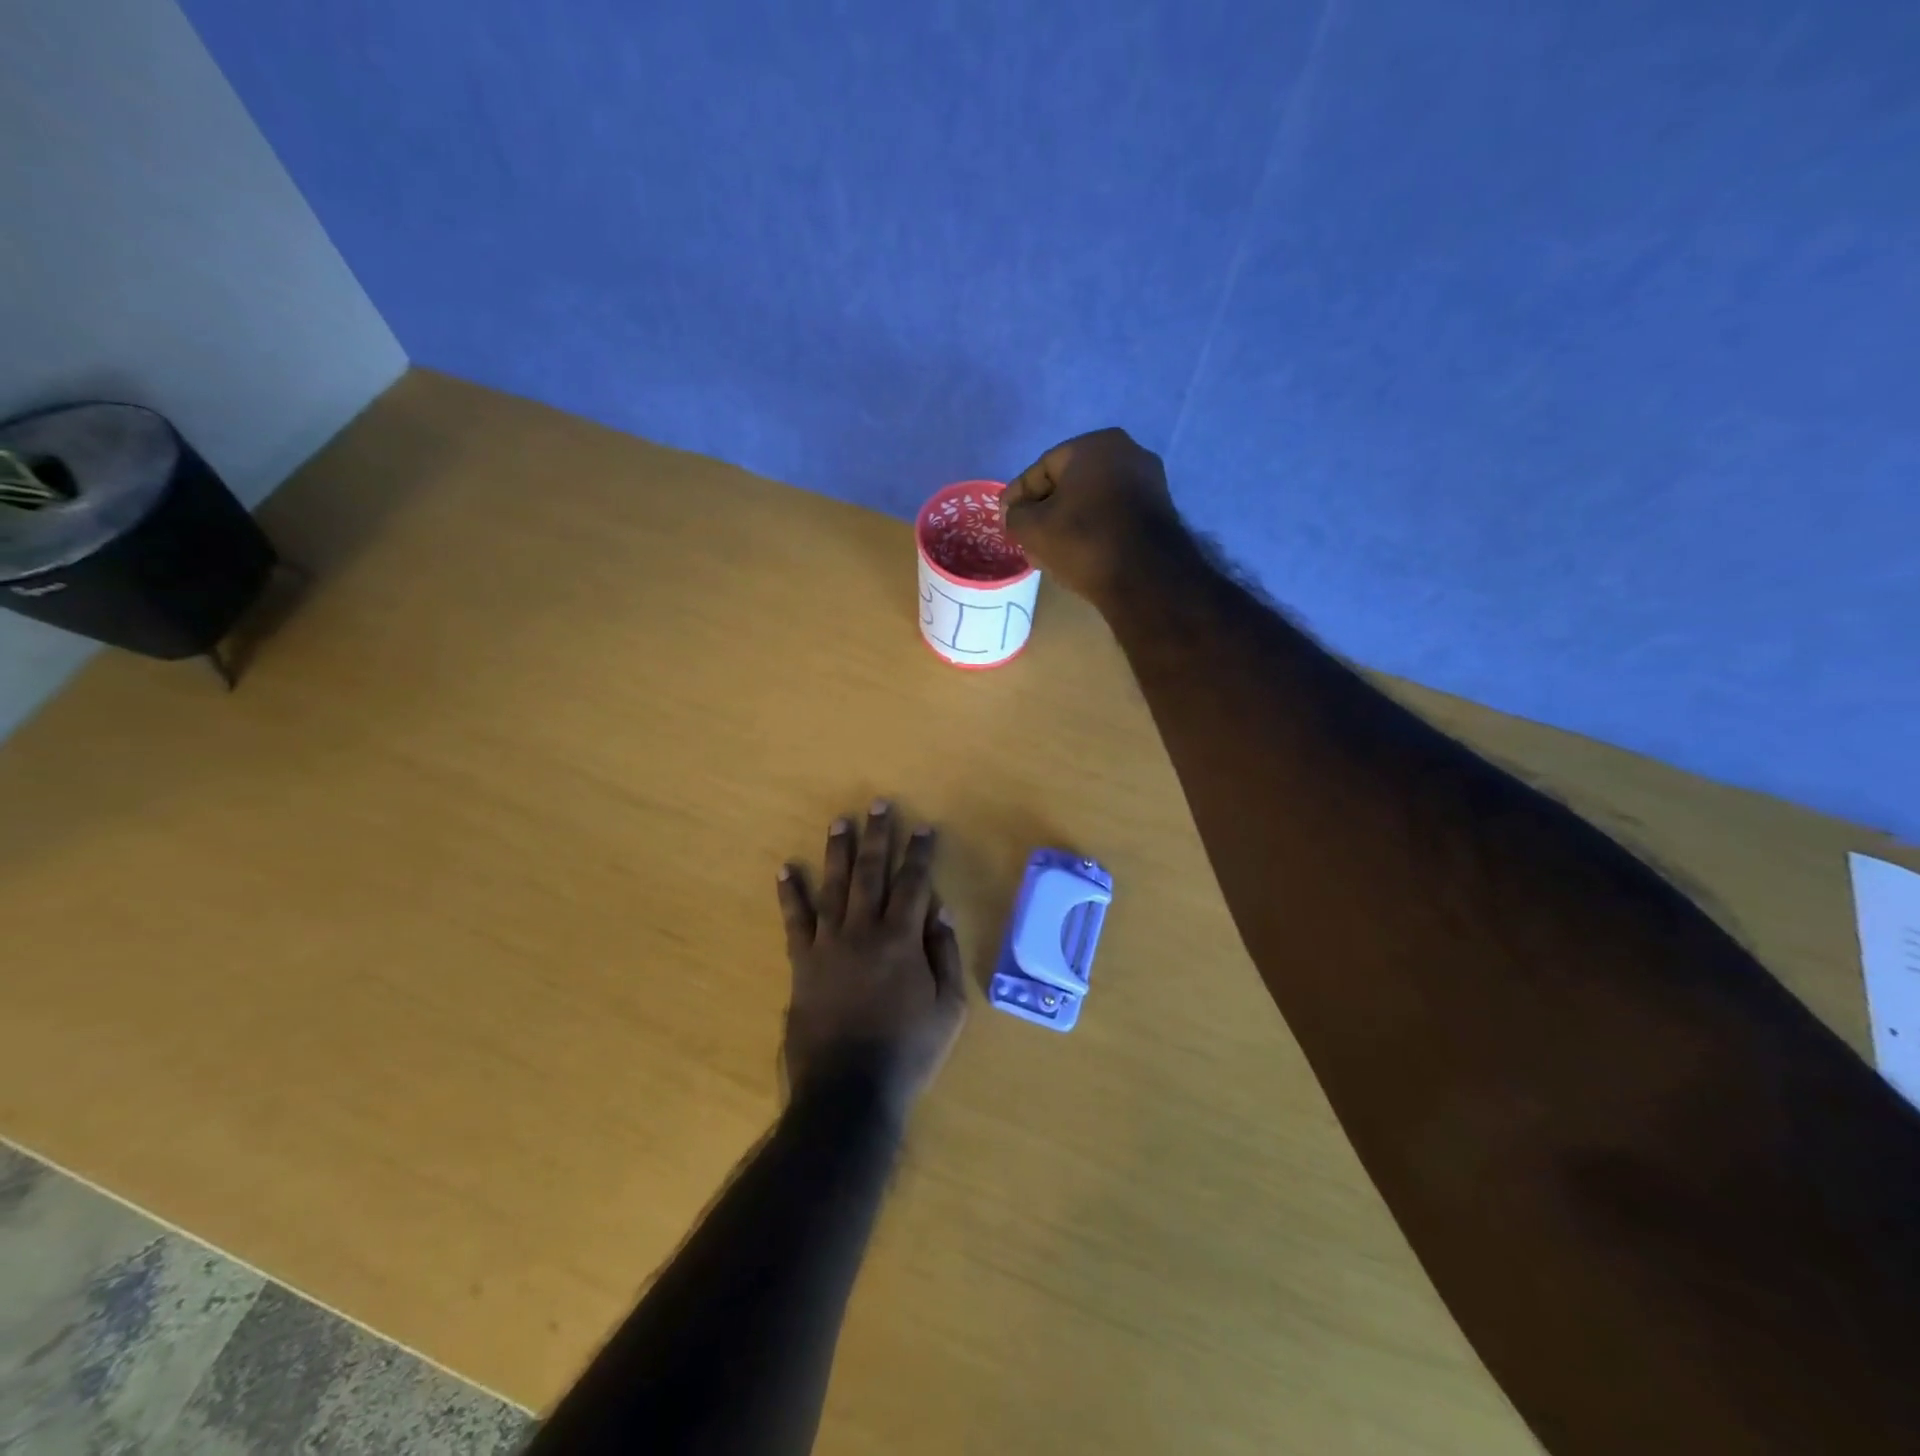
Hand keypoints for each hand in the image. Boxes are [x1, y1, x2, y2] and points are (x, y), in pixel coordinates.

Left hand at [776, 802, 967, 1123]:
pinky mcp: (802, 963)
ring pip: (834, 886)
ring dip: (838, 852)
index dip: (919, 854)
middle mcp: (863, 931)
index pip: (913, 884)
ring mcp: (828, 945)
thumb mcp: (948, 1009)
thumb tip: (940, 911)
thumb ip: (945, 956)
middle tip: (878, 805)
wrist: (848, 1091)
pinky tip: (785, 868)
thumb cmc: (908, 1052)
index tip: (922, 828)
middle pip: (872, 873)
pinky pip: (794, 921)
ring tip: (840, 822)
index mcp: (901, 940)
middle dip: (877, 836)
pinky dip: (790, 893)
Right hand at [1002, 428, 1185, 607]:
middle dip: (1044, 509)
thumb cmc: (1083, 541)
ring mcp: (1149, 481)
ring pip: (1092, 500)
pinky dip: (1093, 529)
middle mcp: (1127, 452)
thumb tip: (1015, 514)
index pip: (1041, 469)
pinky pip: (1114, 514)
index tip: (1004, 518)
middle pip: (1069, 483)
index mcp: (1094, 445)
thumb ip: (1014, 515)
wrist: (1145, 577)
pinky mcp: (1160, 510)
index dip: (1018, 496)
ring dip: (1068, 521)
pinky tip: (1079, 552)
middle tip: (1025, 535)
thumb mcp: (1032, 528)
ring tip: (1049, 549)